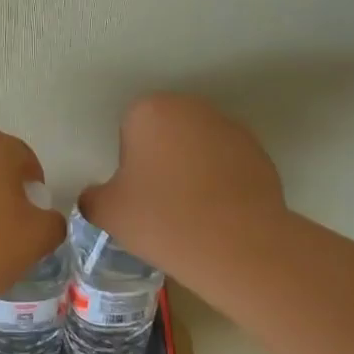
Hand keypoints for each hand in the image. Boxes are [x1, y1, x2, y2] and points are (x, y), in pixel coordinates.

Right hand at [78, 94, 286, 277]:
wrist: (237, 246)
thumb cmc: (161, 219)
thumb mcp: (107, 212)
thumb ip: (92, 197)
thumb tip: (96, 197)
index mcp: (150, 111)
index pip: (129, 127)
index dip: (129, 160)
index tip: (135, 190)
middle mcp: (191, 108)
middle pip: (166, 130)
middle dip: (162, 157)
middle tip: (160, 200)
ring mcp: (230, 129)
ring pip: (199, 145)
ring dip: (193, 167)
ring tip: (193, 211)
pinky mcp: (260, 154)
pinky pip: (228, 164)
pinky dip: (221, 182)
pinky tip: (219, 215)